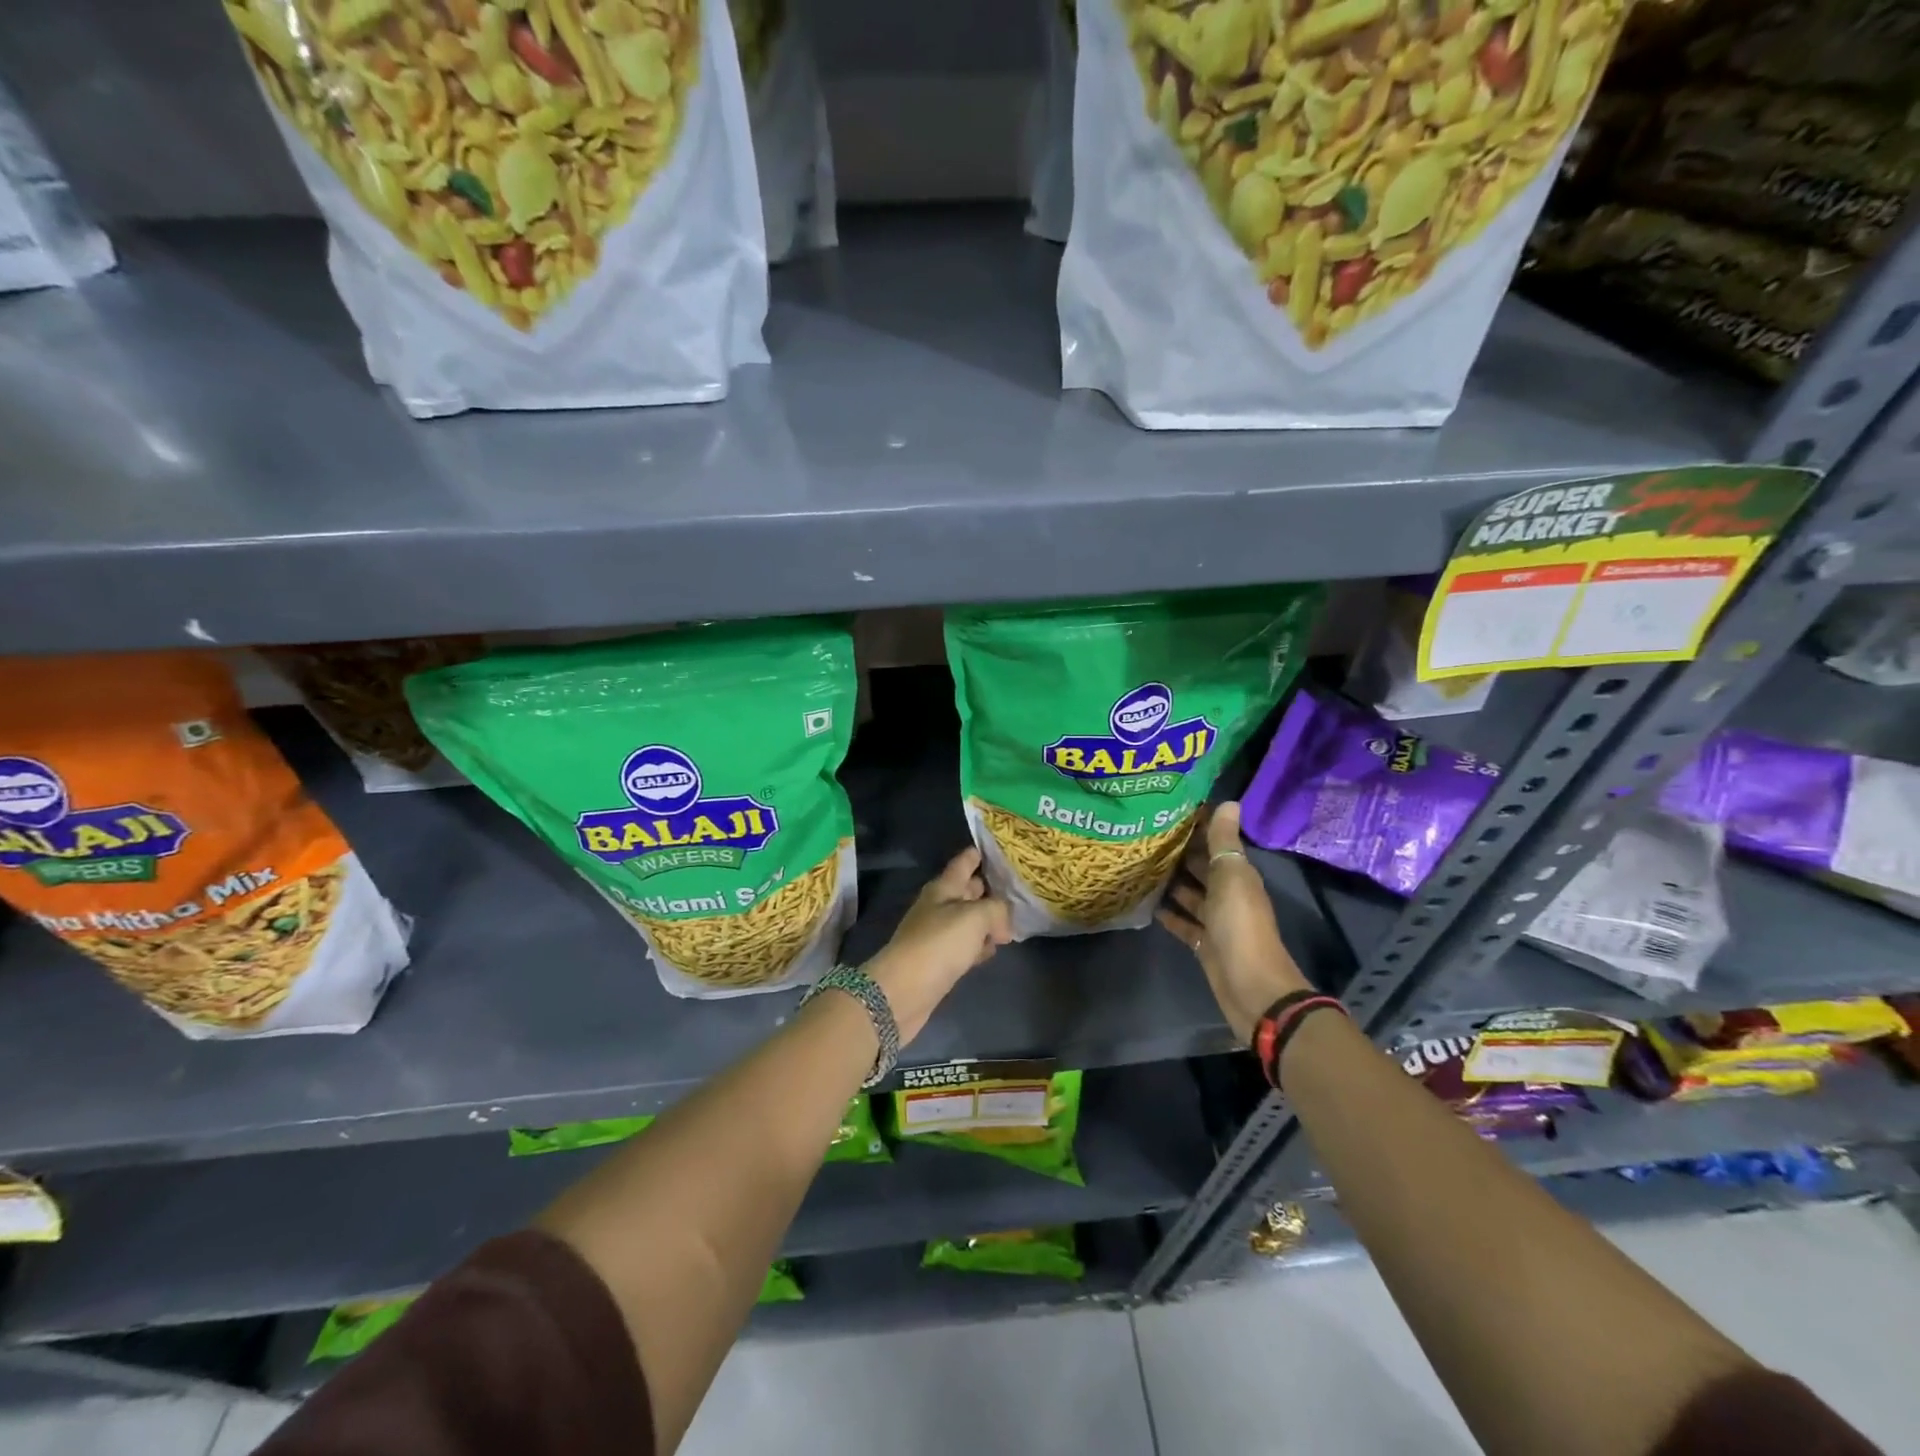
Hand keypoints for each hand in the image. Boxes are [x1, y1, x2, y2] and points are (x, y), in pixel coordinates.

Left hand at [865, 847, 1012, 1043]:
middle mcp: (939, 907)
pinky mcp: (940, 961)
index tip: (993, 847)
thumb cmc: (939, 944)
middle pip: (966, 891)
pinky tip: (993, 949)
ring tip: (1012, 920)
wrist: (904, 990)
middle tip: (1015, 886)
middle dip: (988, 887)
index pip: (963, 863)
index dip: (977, 854)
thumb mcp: (975, 917)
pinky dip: (979, 945)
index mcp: (943, 888)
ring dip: (986, 919)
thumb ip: (996, 910)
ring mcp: (938, 935)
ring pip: (968, 920)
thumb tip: (1004, 923)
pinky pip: (966, 945)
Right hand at [1157, 802, 1308, 1041]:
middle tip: (1144, 834)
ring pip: (1191, 894)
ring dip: (1171, 881)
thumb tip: (1229, 802)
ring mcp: (1216, 920)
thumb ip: (1225, 842)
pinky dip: (1168, 913)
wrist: (1251, 987)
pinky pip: (1184, 922)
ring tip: (1139, 864)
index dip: (1197, 825)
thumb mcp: (1232, 877)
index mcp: (1238, 875)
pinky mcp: (1204, 943)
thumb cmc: (1240, 925)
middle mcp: (1228, 893)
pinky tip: (1147, 903)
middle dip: (1179, 851)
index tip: (1168, 808)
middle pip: (1202, 867)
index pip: (1217, 842)